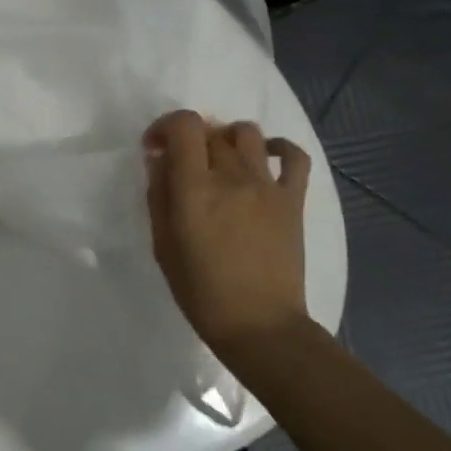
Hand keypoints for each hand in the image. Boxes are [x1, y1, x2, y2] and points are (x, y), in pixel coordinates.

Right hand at [143, 110, 311, 356]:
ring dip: (227, 139)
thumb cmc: (201, 291)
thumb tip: (159, 161)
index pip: (184, 125)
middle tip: (184, 165)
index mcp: (195, 189)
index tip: (156, 149)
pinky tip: (265, 159)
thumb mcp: (162, 245)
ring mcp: (267, 186)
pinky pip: (294, 156)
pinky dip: (279, 148)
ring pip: (247, 133)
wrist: (259, 325)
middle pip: (211, 130)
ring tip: (221, 162)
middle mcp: (232, 176)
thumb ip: (158, 196)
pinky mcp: (293, 200)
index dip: (165, 126)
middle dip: (190, 140)